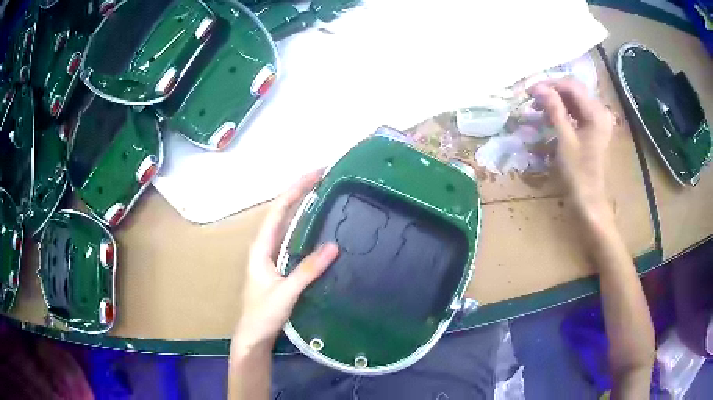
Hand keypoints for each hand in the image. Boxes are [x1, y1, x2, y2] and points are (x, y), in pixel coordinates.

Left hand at [232, 171, 338, 354]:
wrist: (254, 336)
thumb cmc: (263, 314)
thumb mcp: (286, 292)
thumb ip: (307, 270)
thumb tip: (333, 246)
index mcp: (261, 247)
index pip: (279, 210)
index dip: (296, 189)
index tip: (317, 174)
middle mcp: (265, 246)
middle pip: (283, 212)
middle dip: (301, 192)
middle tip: (325, 178)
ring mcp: (272, 256)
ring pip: (288, 225)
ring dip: (303, 207)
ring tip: (324, 194)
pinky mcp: (280, 267)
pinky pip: (294, 240)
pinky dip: (305, 227)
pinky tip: (318, 227)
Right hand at [529, 79, 613, 213]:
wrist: (590, 199)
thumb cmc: (578, 172)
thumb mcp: (564, 139)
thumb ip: (554, 109)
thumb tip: (539, 88)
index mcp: (596, 113)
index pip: (571, 86)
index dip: (550, 84)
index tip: (531, 90)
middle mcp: (601, 112)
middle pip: (575, 91)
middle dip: (553, 91)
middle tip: (533, 98)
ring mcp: (600, 121)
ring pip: (576, 101)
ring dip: (558, 101)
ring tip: (539, 108)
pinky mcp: (596, 129)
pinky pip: (579, 112)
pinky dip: (565, 111)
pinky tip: (553, 116)